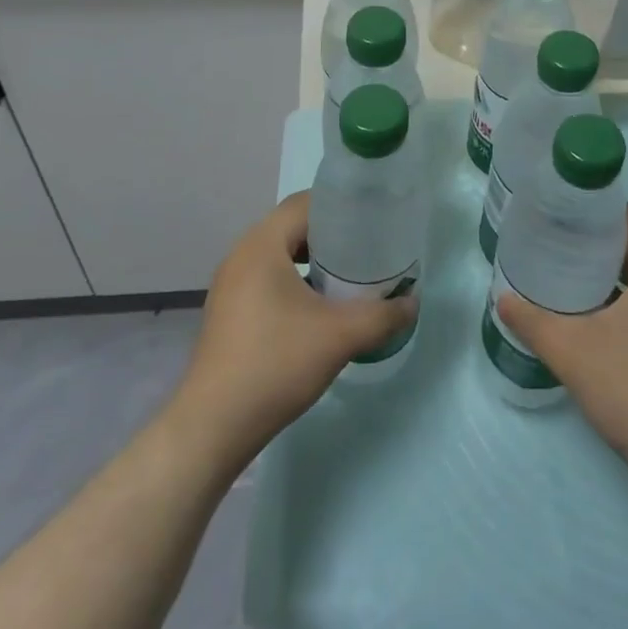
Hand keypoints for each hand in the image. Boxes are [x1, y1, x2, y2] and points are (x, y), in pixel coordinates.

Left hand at [168, 191, 416, 474]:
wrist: (214, 425)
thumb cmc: (276, 364)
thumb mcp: (340, 336)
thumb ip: (382, 315)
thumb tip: (412, 302)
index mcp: (262, 244)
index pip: (305, 203)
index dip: (341, 205)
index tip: (373, 218)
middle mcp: (241, 254)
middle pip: (292, 226)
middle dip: (332, 233)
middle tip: (367, 247)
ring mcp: (231, 284)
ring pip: (280, 254)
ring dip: (313, 259)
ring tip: (348, 275)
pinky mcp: (229, 310)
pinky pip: (268, 277)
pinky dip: (295, 280)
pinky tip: (319, 306)